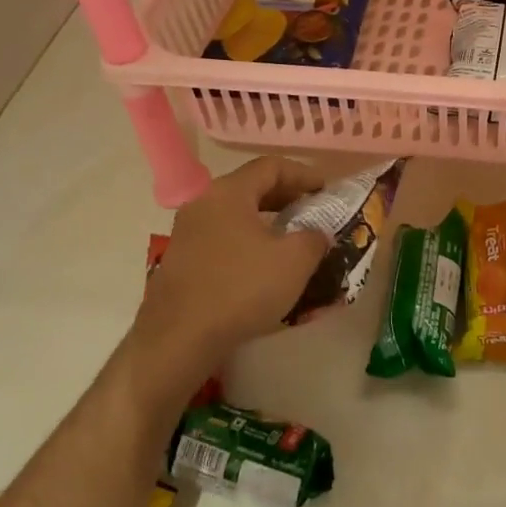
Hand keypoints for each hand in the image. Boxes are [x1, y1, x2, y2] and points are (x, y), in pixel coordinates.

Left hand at [136, 157, 327, 370]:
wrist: (178, 340)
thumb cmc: (241, 289)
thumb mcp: (295, 261)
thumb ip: (314, 237)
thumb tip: (317, 234)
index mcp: (228, 192)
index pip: (271, 166)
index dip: (304, 174)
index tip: (327, 190)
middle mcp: (203, 204)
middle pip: (251, 187)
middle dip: (287, 197)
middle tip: (314, 211)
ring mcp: (187, 234)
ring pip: (236, 215)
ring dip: (268, 222)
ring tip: (293, 240)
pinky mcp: (181, 262)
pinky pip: (223, 239)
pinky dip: (249, 243)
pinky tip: (264, 268)